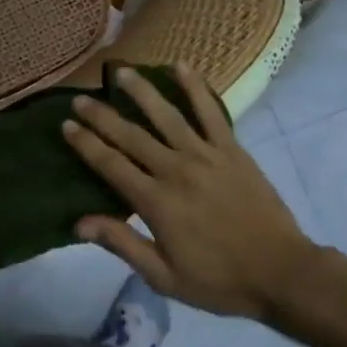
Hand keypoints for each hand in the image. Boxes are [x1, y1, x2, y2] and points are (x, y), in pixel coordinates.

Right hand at [62, 63, 326, 320]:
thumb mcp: (164, 276)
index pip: (110, 164)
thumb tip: (79, 222)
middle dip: (102, 115)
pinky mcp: (231, 149)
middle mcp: (175, 169)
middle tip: (80, 96)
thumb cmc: (218, 280)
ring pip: (166, 114)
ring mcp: (205, 155)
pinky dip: (195, 87)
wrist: (280, 271)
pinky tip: (180, 66)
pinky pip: (210, 111)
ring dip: (141, 91)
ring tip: (121, 72)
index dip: (85, 143)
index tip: (66, 124)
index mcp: (155, 202)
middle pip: (130, 135)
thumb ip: (122, 244)